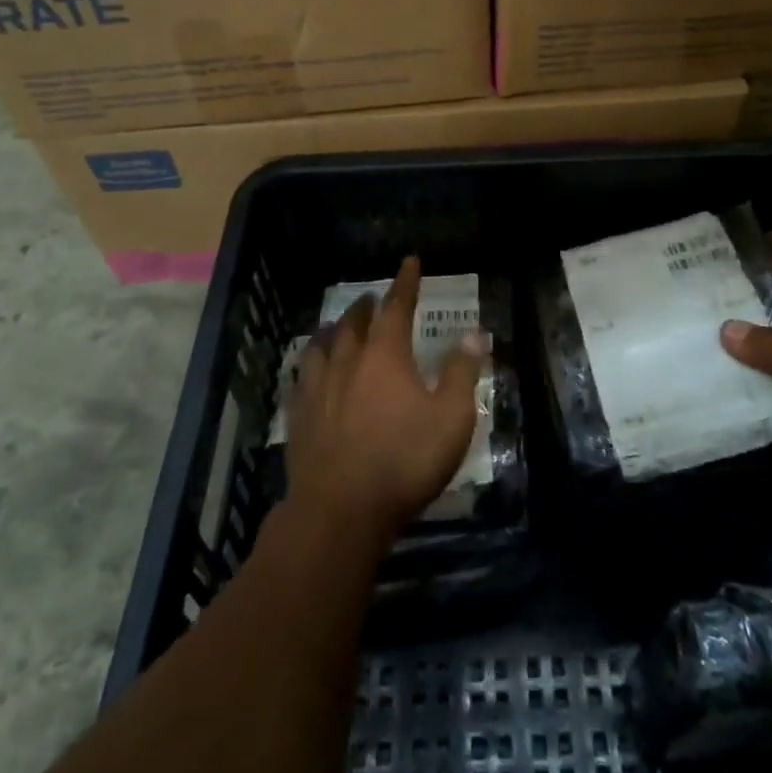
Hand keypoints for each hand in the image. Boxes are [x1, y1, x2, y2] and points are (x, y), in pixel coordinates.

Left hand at [286, 256, 485, 547]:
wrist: (339, 511)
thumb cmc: (403, 461)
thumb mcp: (451, 419)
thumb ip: (461, 372)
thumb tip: (473, 333)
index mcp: (385, 355)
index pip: (397, 306)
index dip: (405, 282)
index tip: (409, 261)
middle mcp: (348, 361)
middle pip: (354, 322)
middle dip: (366, 306)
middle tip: (371, 298)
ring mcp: (318, 388)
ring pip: (322, 346)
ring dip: (334, 330)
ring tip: (337, 327)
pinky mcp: (299, 416)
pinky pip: (301, 377)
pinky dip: (310, 364)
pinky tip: (309, 372)